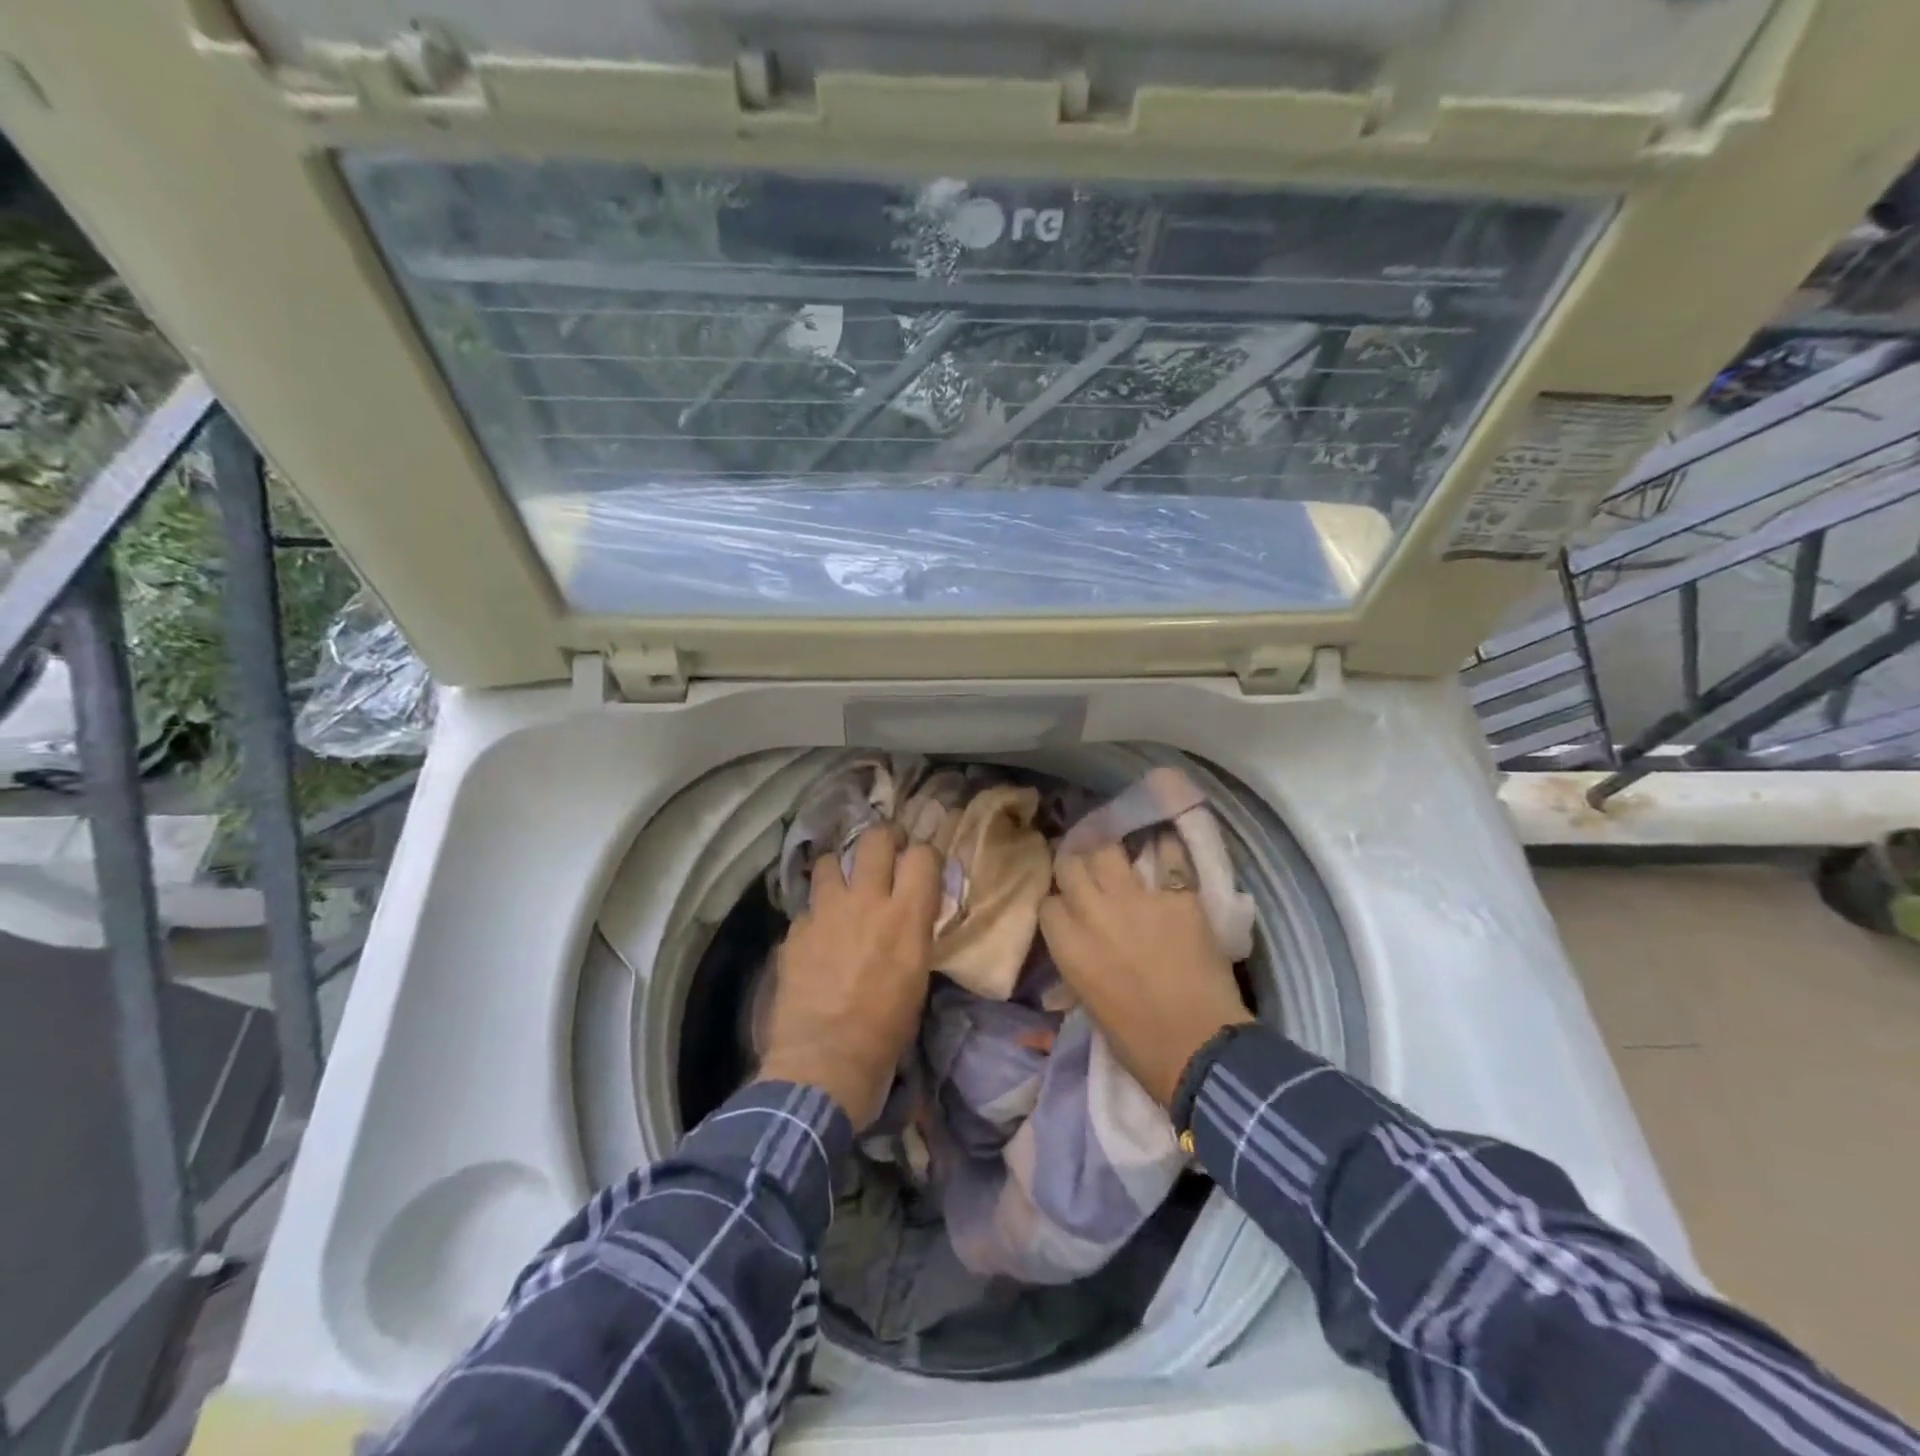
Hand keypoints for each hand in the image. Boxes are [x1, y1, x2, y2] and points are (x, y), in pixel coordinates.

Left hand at [757, 826, 941, 1127]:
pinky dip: (815, 914)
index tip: (922, 866)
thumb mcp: (918, 976)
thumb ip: (913, 933)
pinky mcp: (795, 931)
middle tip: (885, 853)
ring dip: (840, 870)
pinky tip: (817, 934)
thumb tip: (909, 916)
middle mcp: (866, 901)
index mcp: (906, 915)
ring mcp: (825, 912)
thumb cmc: (886, 1029)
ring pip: (830, 862)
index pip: (923, 855)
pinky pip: (807, 907)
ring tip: (843, 887)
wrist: (826, 1060)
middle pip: (875, 839)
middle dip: (883, 839)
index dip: (925, 856)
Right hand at [1039, 841, 1251, 1107]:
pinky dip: (1165, 851)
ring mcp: (1135, 898)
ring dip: (1109, 856)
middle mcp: (1092, 911)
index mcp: (1067, 944)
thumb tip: (1077, 948)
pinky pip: (1167, 857)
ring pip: (1107, 850)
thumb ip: (1077, 963)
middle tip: (1089, 878)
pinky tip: (1165, 851)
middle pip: (1070, 865)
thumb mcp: (1088, 1002)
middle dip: (1076, 869)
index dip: (1059, 904)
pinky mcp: (1176, 895)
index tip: (1069, 910)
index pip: (1048, 902)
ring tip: (1120, 864)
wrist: (1199, 1046)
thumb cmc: (1137, 1042)